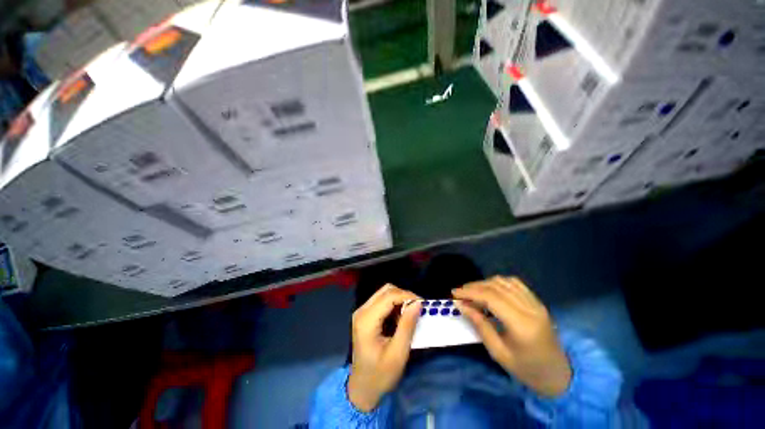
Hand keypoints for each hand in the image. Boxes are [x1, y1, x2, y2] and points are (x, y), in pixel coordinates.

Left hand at [347, 284, 421, 411]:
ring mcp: (362, 312)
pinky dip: (394, 305)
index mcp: (366, 320)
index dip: (407, 296)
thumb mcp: (398, 353)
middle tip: (418, 308)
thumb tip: (418, 303)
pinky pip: (382, 301)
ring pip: (384, 293)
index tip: (423, 304)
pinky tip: (400, 318)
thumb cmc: (380, 375)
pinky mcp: (365, 315)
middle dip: (404, 295)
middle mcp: (362, 311)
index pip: (389, 296)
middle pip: (386, 290)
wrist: (362, 388)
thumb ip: (407, 326)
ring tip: (410, 314)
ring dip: (399, 300)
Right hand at [453, 276, 571, 396]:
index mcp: (522, 325)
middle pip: (496, 286)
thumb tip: (461, 305)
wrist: (558, 375)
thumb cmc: (526, 370)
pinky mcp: (537, 302)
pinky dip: (498, 283)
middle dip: (474, 287)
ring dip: (485, 283)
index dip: (470, 292)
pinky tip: (490, 289)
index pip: (491, 298)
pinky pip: (515, 283)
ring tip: (473, 292)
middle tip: (460, 293)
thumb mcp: (498, 353)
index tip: (454, 293)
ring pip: (504, 282)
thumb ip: (480, 325)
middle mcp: (530, 309)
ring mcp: (536, 303)